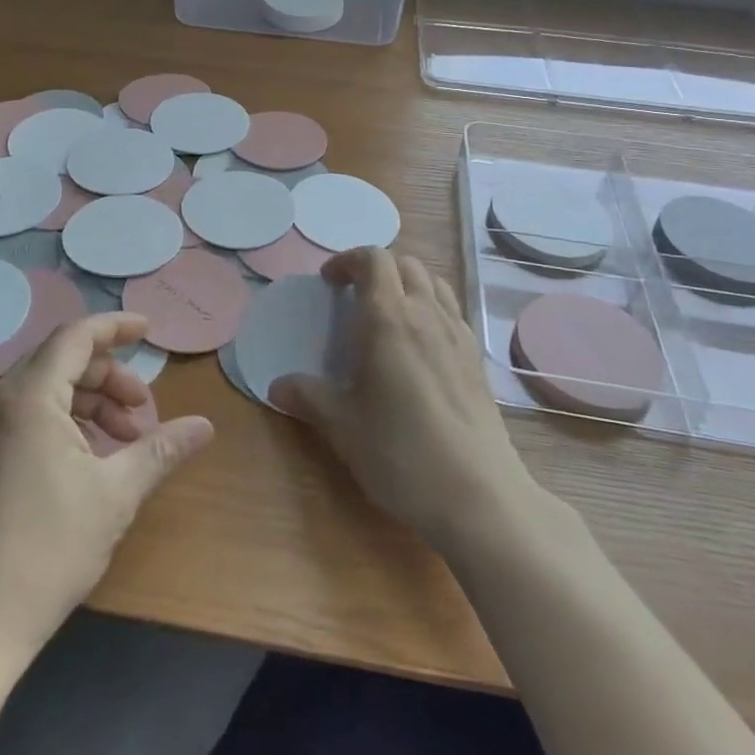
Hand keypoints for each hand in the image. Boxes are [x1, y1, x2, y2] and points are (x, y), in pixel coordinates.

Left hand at [0, 313, 214, 662]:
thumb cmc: (47, 551)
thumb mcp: (116, 495)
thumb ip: (161, 449)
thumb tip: (206, 425)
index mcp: (27, 398)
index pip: (75, 337)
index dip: (115, 327)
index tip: (150, 331)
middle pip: (61, 361)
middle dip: (109, 377)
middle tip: (144, 411)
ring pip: (44, 389)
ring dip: (89, 402)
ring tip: (124, 441)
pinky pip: (26, 414)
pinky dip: (64, 421)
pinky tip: (90, 458)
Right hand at [271, 248, 563, 555]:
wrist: (477, 495)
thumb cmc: (400, 453)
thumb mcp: (342, 426)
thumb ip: (307, 397)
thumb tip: (276, 386)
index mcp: (387, 319)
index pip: (373, 259)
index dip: (347, 260)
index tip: (328, 282)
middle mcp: (426, 314)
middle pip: (405, 264)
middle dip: (376, 269)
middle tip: (353, 297)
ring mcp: (458, 334)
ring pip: (434, 283)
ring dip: (407, 284)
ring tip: (387, 314)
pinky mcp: (477, 359)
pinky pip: (452, 311)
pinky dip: (431, 308)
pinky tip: (419, 346)